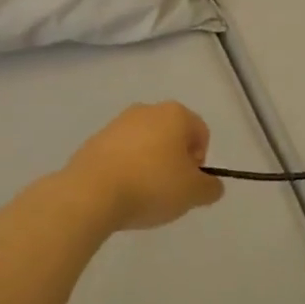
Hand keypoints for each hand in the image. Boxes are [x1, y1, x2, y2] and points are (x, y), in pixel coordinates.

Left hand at [64, 101, 223, 231]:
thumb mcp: (192, 193)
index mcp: (175, 114)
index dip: (200, 161)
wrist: (92, 192)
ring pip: (145, 143)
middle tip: (169, 190)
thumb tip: (212, 185)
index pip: (201, 132)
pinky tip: (121, 192)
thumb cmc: (151, 185)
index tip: (189, 185)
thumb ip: (210, 188)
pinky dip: (126, 169)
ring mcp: (118, 123)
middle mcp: (147, 110)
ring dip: (149, 164)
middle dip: (174, 161)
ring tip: (142, 194)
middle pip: (172, 135)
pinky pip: (121, 154)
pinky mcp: (95, 139)